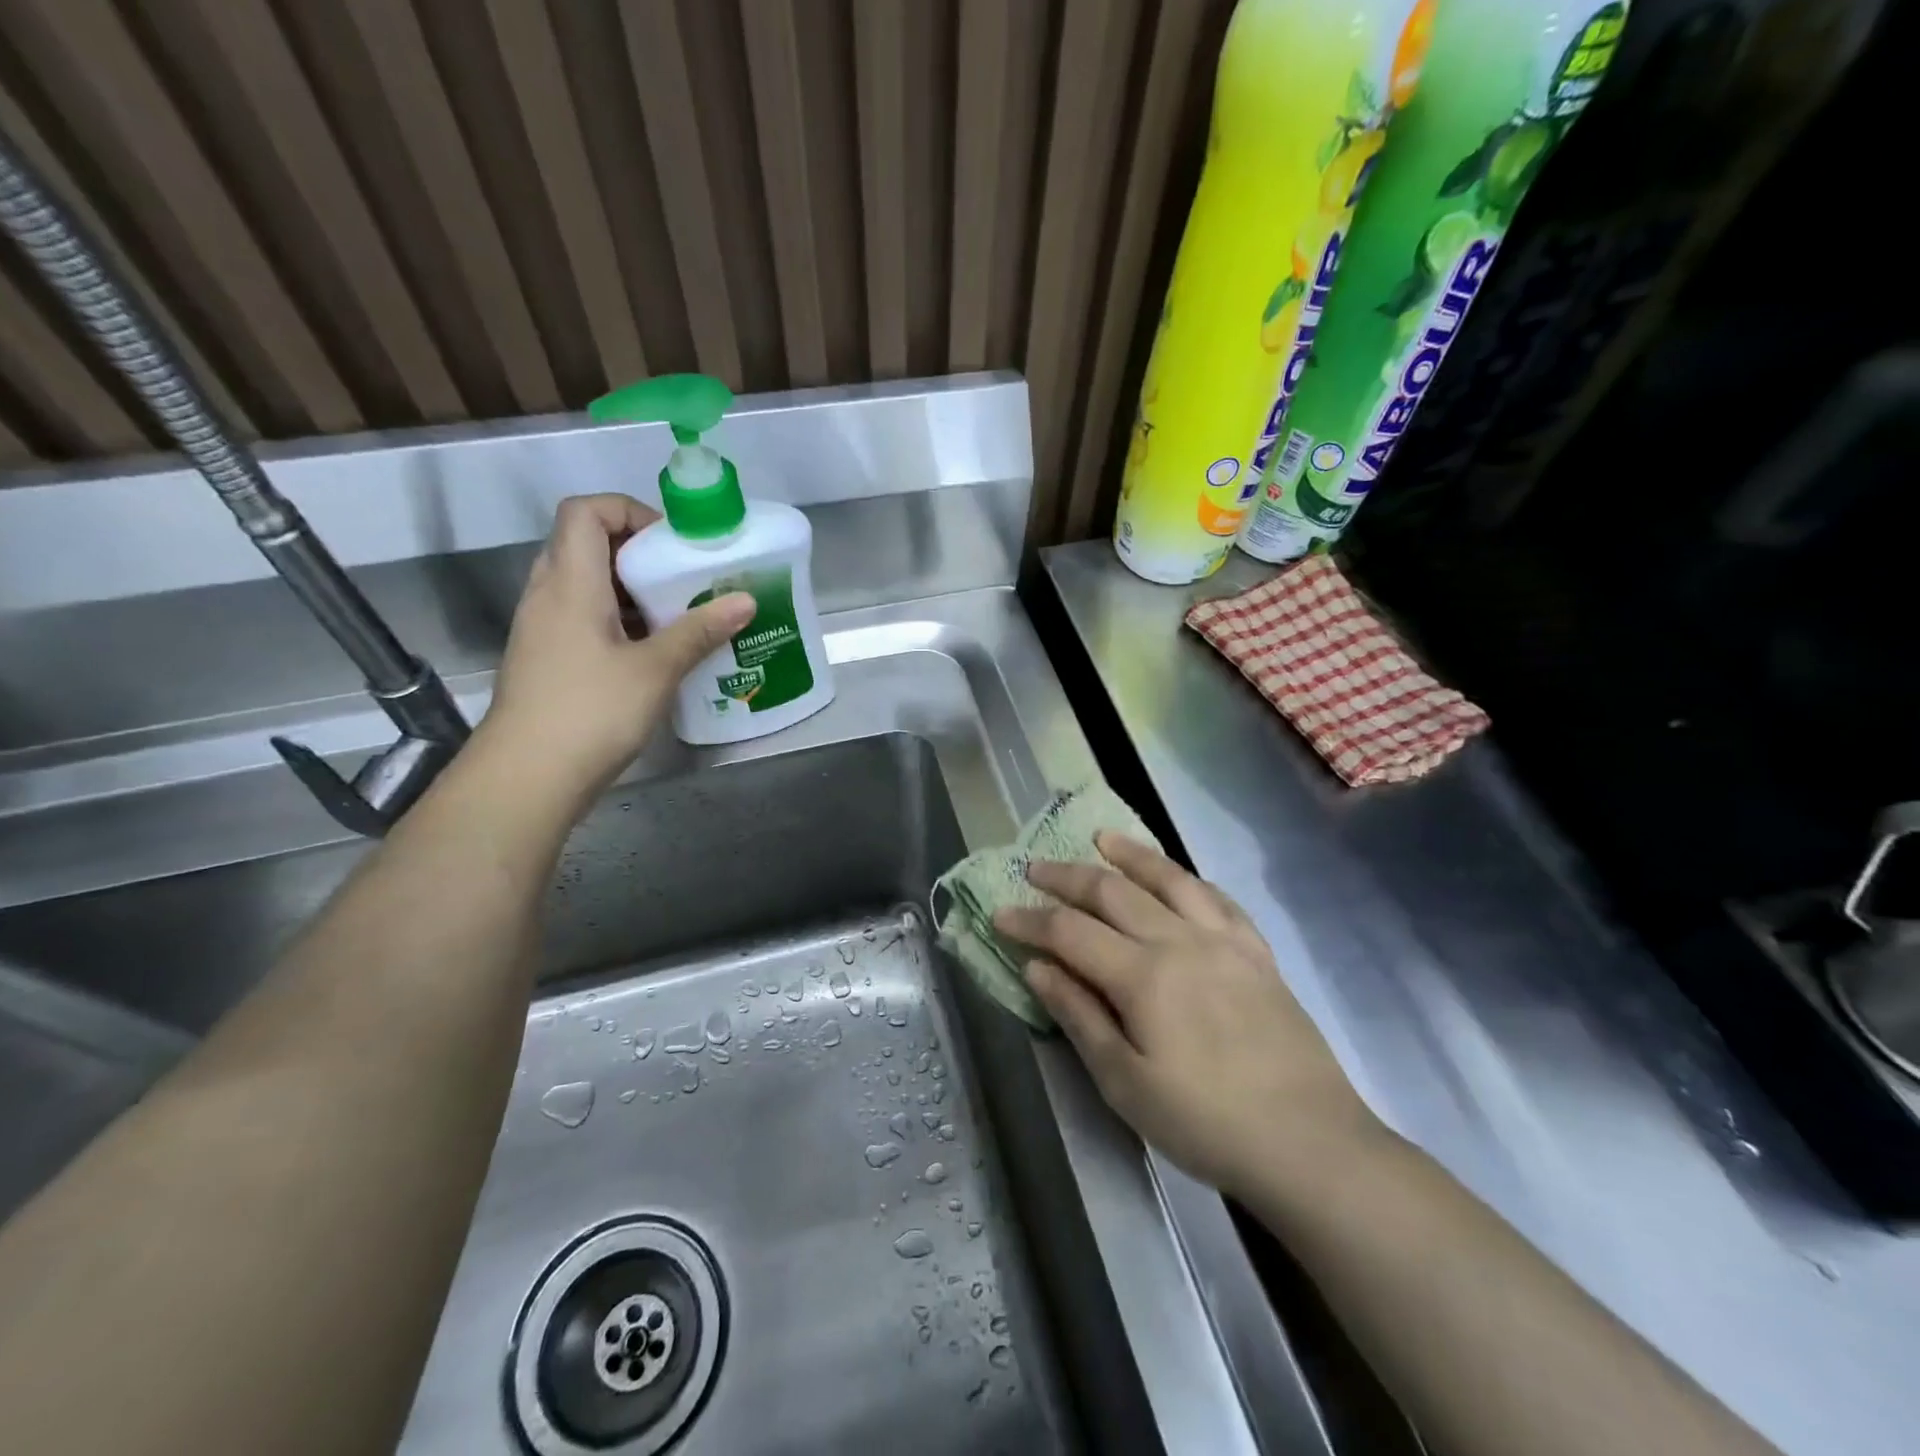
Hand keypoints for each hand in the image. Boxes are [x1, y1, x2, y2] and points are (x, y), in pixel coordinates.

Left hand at [478, 494, 753, 810]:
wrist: (527, 777)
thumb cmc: (590, 712)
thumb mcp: (655, 670)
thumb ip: (699, 631)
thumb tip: (745, 600)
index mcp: (570, 583)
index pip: (585, 511)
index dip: (630, 511)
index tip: (672, 544)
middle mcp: (548, 595)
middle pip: (586, 544)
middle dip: (638, 552)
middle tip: (683, 578)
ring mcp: (543, 628)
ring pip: (587, 584)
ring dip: (631, 589)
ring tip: (677, 614)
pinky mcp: (548, 658)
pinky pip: (584, 617)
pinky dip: (620, 619)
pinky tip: (654, 651)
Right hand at [995, 833, 1380, 1196]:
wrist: (1310, 1143)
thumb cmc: (1205, 1122)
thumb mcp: (1125, 1083)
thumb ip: (1079, 1016)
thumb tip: (1037, 967)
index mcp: (1143, 975)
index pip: (1070, 931)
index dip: (1030, 920)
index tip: (999, 913)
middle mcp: (1181, 941)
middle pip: (1113, 892)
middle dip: (1067, 877)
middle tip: (1034, 868)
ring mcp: (1225, 942)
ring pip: (1169, 879)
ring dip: (1130, 855)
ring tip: (1101, 838)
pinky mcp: (1257, 953)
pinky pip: (1217, 899)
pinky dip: (1187, 879)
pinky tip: (1176, 876)